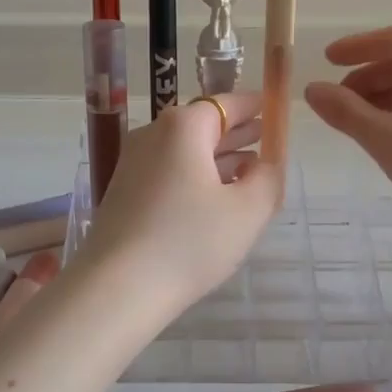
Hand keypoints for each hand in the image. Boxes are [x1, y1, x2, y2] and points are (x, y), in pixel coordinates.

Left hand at [73, 93, 282, 329]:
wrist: (116, 288)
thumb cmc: (189, 242)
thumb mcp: (247, 211)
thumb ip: (268, 178)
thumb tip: (266, 162)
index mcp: (183, 126)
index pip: (226, 103)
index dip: (255, 106)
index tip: (275, 109)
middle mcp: (153, 134)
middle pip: (203, 124)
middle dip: (237, 132)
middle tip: (267, 139)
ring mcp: (133, 163)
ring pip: (185, 150)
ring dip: (218, 157)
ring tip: (249, 171)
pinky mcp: (124, 192)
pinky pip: (169, 172)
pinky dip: (195, 176)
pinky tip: (214, 199)